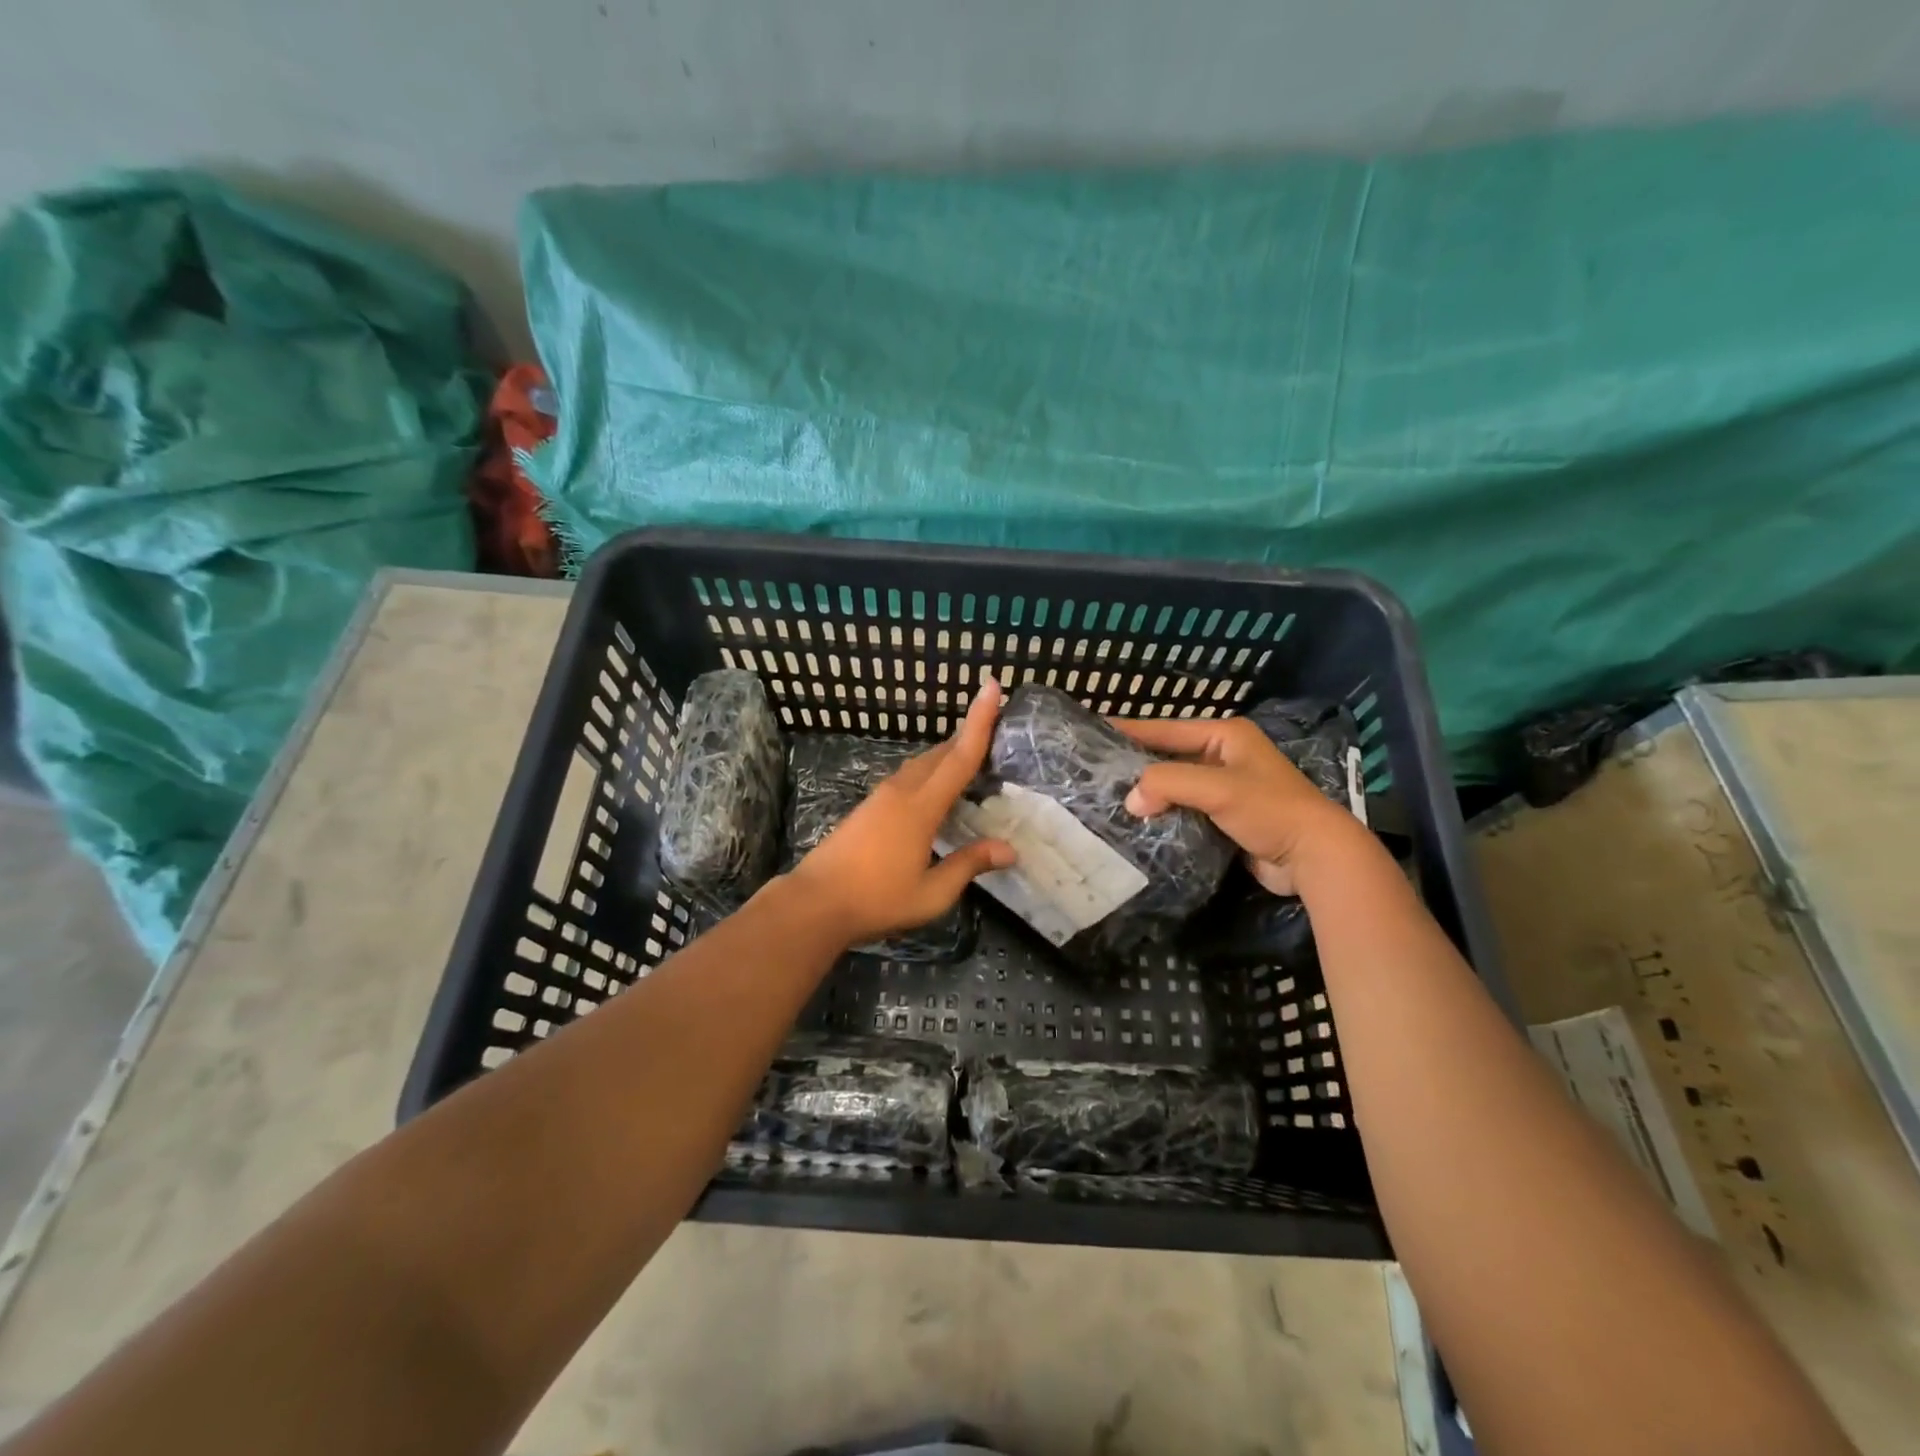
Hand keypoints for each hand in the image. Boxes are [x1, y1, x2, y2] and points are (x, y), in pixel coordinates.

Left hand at [788, 676, 1016, 946]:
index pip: (959, 757)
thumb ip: (969, 865)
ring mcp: (881, 796)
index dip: (979, 722)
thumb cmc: (877, 899)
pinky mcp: (869, 806)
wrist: (816, 901)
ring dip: (947, 755)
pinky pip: (909, 776)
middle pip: (941, 753)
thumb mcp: (932, 893)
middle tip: (995, 728)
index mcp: (921, 807)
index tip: (992, 686)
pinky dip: (930, 771)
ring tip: (971, 756)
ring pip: (922, 763)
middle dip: (967, 736)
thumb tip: (1010, 850)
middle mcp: (902, 791)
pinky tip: (936, 789)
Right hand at [1116, 715, 1360, 895]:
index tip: (1093, 734)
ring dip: (1149, 794)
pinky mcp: (1225, 817)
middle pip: (1168, 757)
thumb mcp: (1217, 788)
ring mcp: (1225, 788)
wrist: (1315, 856)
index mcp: (1225, 735)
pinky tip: (1138, 823)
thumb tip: (1131, 800)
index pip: (1166, 729)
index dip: (1130, 731)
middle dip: (1136, 767)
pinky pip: (1184, 809)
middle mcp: (1224, 755)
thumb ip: (1169, 784)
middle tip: (1095, 773)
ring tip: (1108, 799)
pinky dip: (1164, 814)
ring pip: (1175, 785)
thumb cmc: (1270, 810)